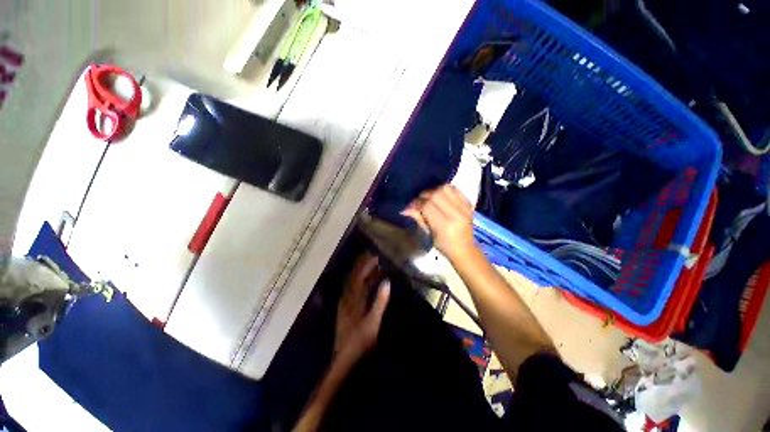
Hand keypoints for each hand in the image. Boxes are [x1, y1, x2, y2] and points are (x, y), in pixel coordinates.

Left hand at [334, 254, 390, 360]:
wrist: (345, 362)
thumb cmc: (360, 342)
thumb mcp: (373, 322)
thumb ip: (379, 301)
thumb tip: (386, 282)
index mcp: (352, 299)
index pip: (358, 276)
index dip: (366, 265)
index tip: (375, 256)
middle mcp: (347, 298)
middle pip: (354, 278)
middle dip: (364, 267)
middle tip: (375, 258)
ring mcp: (346, 305)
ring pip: (354, 285)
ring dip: (363, 275)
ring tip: (374, 268)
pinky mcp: (347, 311)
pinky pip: (354, 292)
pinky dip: (362, 285)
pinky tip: (368, 285)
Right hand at [402, 184, 476, 261]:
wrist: (465, 250)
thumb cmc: (444, 246)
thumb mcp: (429, 235)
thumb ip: (419, 218)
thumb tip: (406, 208)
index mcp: (445, 226)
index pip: (427, 206)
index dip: (417, 203)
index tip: (411, 205)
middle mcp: (456, 215)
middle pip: (436, 194)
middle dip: (424, 195)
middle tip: (419, 200)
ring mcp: (465, 208)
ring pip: (446, 188)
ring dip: (434, 190)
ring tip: (429, 197)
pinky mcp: (469, 204)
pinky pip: (455, 189)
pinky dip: (445, 189)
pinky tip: (440, 195)